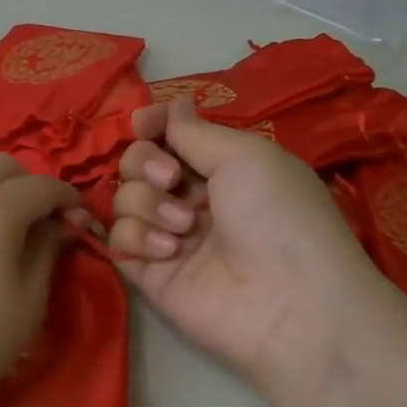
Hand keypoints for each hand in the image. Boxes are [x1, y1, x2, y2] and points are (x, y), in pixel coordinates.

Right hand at [108, 102, 385, 405]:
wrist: (288, 301)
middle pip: (137, 163)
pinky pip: (118, 239)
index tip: (144, 124)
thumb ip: (194, 132)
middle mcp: (192, 199)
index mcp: (222, 168)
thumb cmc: (277, 216)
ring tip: (184, 226)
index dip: (153, 126)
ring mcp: (168, 236)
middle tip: (171, 180)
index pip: (170, 136)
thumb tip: (171, 105)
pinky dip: (137, 237)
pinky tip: (170, 252)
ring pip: (123, 199)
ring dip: (147, 203)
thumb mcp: (245, 156)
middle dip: (145, 163)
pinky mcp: (149, 273)